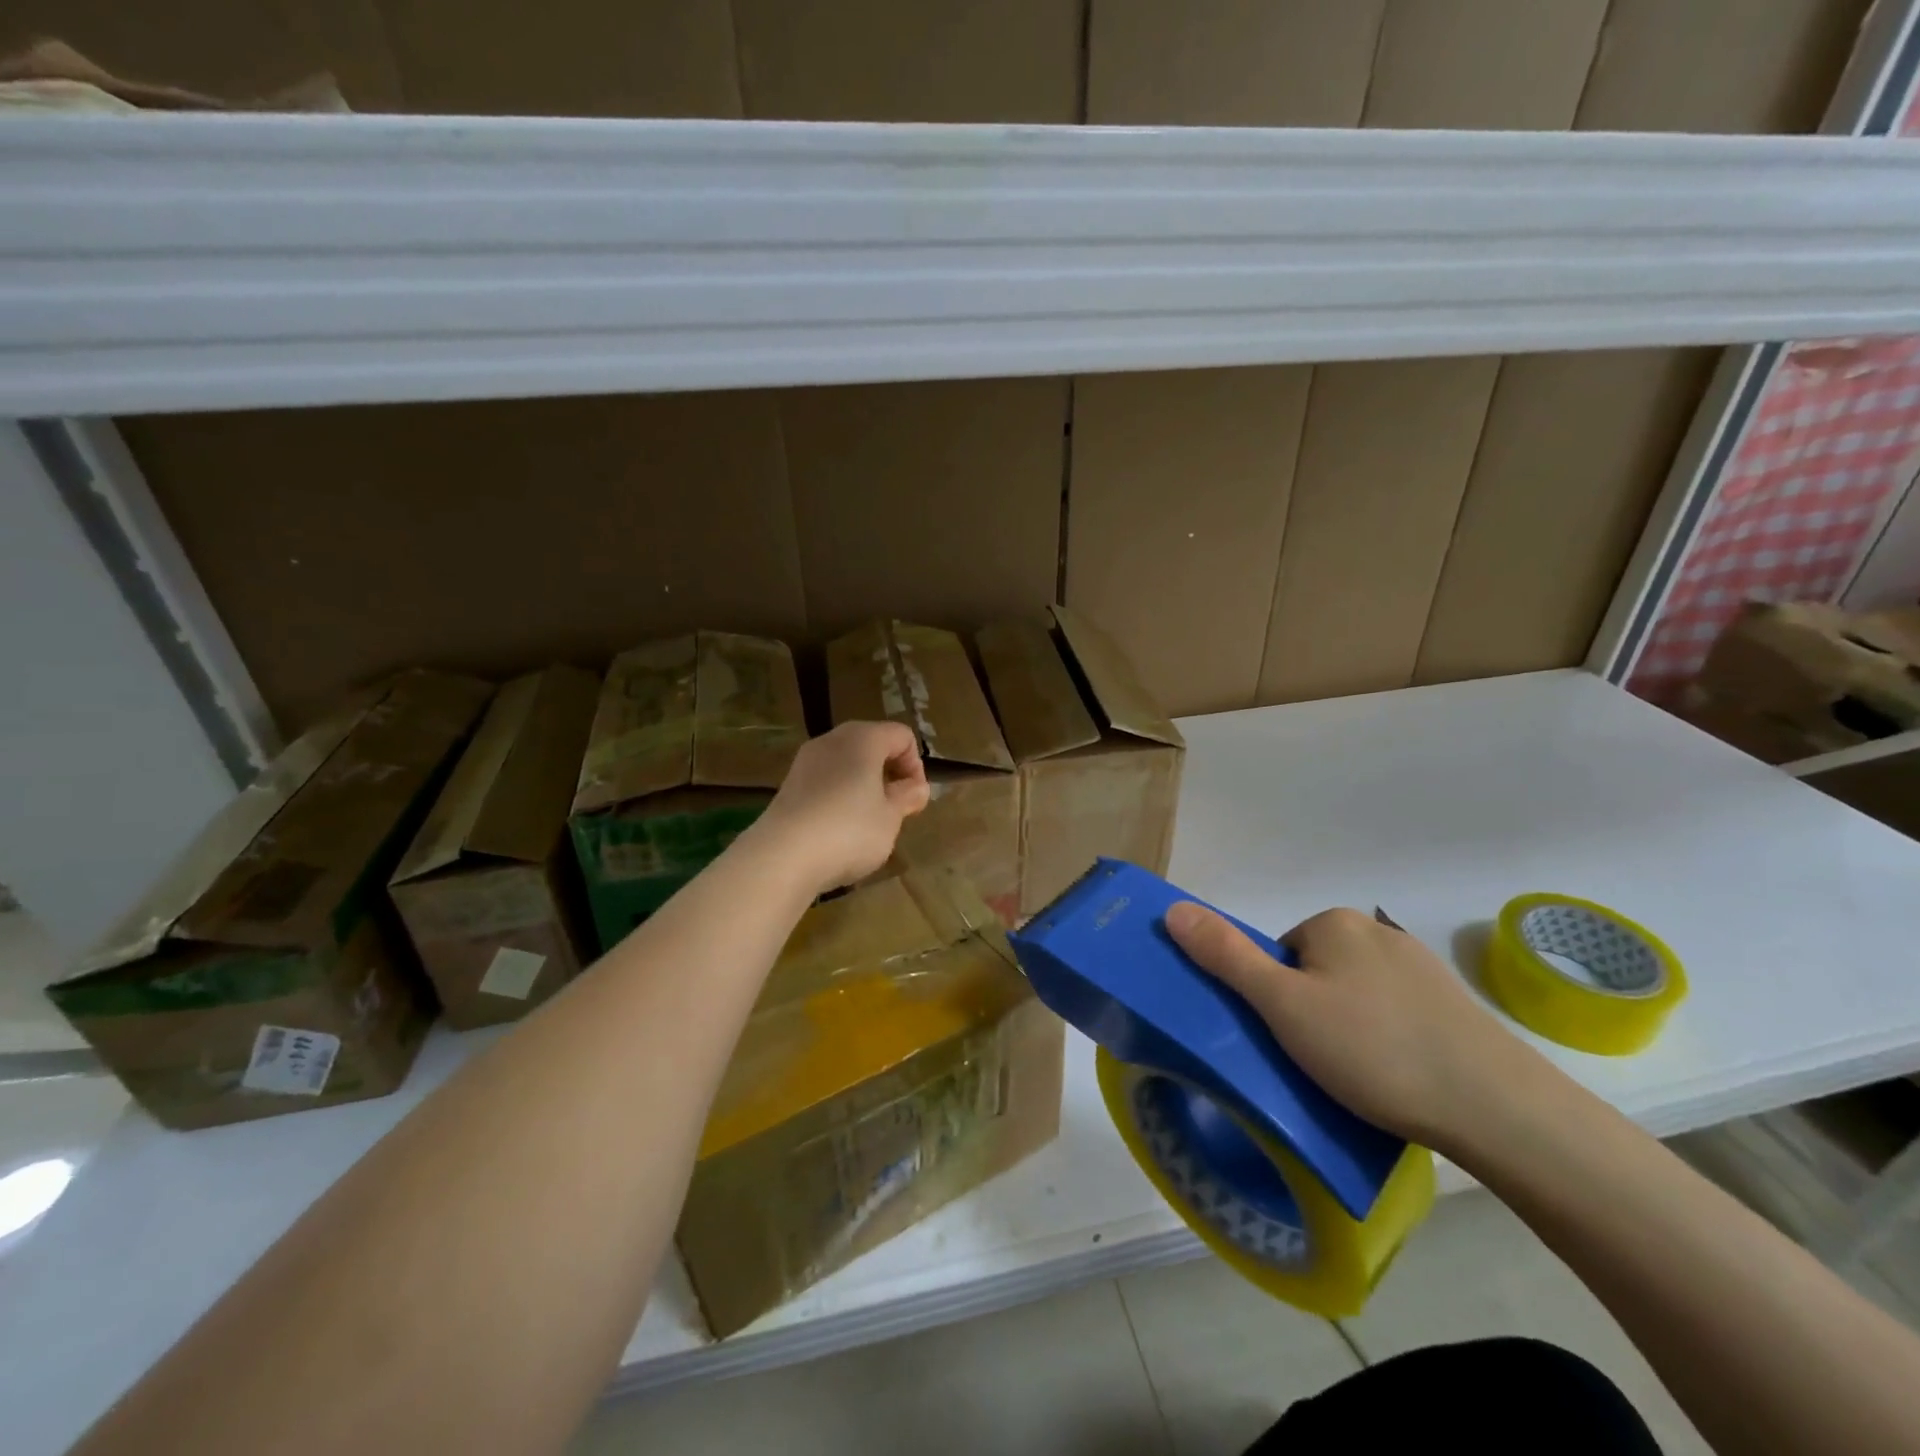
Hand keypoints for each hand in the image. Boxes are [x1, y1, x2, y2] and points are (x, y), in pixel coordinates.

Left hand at [748, 721, 930, 893]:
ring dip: (864, 785)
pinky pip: (826, 780)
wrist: (782, 857)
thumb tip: (916, 787)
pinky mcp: (789, 785)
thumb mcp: (890, 817)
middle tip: (896, 808)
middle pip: (872, 744)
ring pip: (847, 762)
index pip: (901, 735)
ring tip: (869, 821)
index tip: (914, 799)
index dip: (915, 765)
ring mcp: (806, 761)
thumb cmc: (849, 831)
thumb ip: (907, 797)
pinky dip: (840, 795)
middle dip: (889, 772)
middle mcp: (832, 740)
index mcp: (863, 739)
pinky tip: (840, 829)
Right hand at [1164, 903, 1542, 1151]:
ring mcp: (1421, 969)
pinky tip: (1398, 1078)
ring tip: (1359, 1079)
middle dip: (1310, 1012)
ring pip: (1356, 995)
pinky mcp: (1454, 1006)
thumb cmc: (1372, 1049)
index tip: (1288, 1039)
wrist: (1497, 1108)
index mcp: (1335, 923)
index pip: (1279, 953)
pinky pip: (1395, 1015)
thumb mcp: (1282, 1005)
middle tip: (1318, 1062)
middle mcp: (1378, 932)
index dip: (1274, 998)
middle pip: (1315, 971)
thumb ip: (1225, 956)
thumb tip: (1172, 908)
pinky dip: (1386, 1040)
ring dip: (1348, 1029)